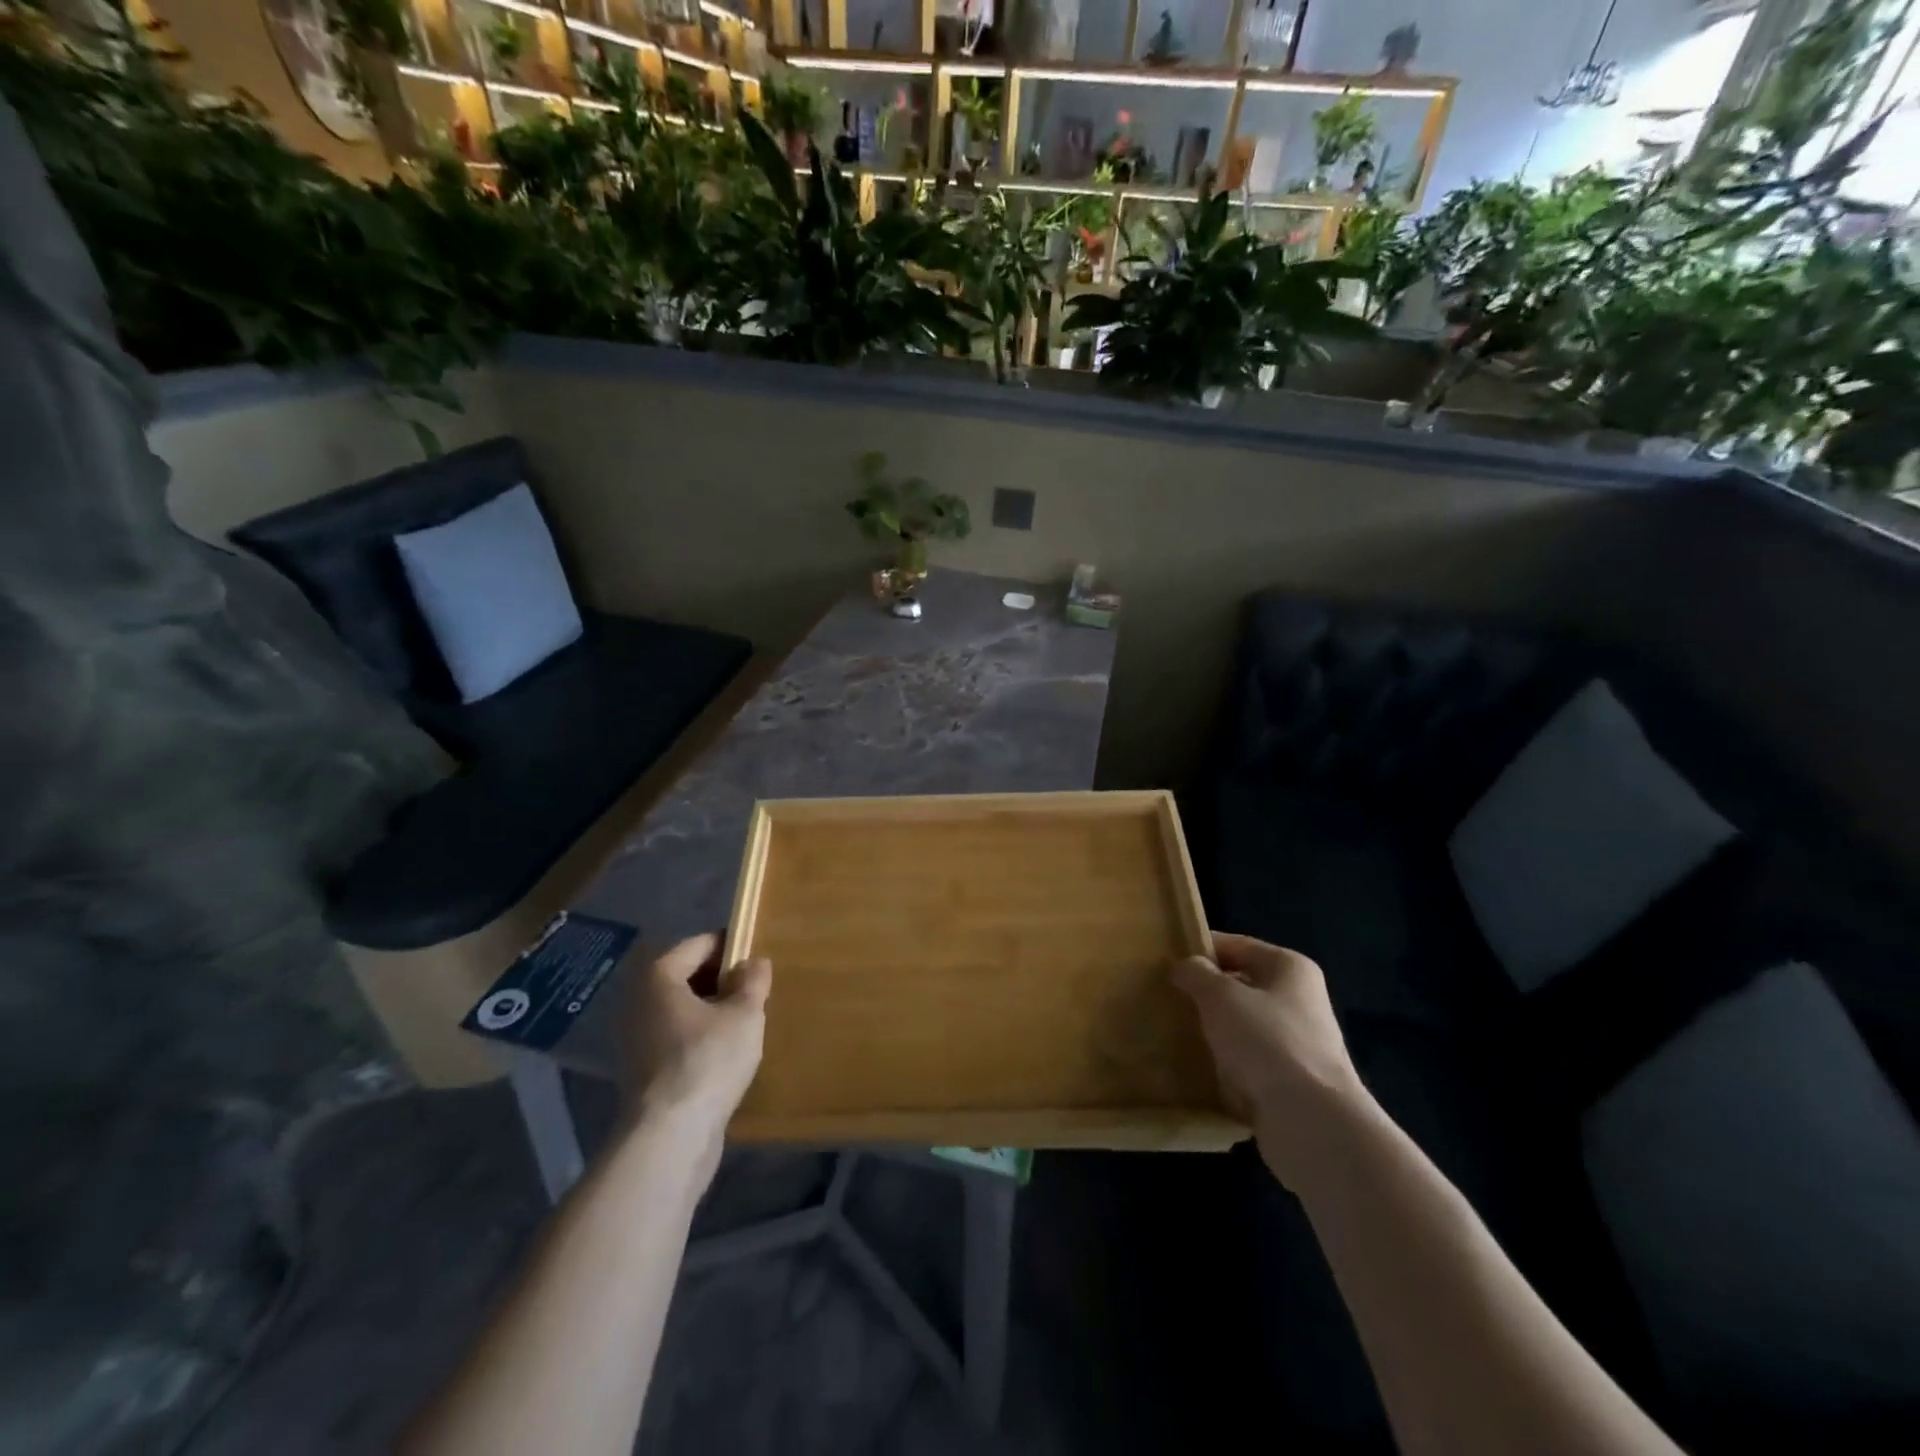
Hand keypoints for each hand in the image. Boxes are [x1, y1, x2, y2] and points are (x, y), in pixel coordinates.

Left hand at [622, 933, 770, 1152]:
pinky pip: (676, 1038)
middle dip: (722, 980)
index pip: (700, 944)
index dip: (732, 947)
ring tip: (746, 1022)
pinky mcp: (641, 1070)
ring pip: (682, 1010)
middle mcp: (639, 1000)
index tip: (759, 959)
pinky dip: (699, 1038)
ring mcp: (635, 1037)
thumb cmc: (708, 1060)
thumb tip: (754, 962)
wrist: (669, 1136)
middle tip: (756, 992)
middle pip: (687, 976)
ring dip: (712, 1011)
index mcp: (659, 975)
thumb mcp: (745, 1014)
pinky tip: (726, 1053)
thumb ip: (753, 981)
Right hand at [1172, 932, 1372, 1188]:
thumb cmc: (1267, 1041)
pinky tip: (1196, 1069)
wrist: (1312, 1123)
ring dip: (1212, 1031)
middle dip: (1204, 993)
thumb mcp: (1220, 996)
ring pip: (1241, 1027)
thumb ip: (1196, 974)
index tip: (1163, 961)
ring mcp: (1297, 1044)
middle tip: (1163, 998)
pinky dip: (1224, 1065)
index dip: (1199, 950)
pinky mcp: (1290, 1083)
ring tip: (1173, 1033)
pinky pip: (1247, 1063)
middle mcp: (1299, 1000)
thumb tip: (1184, 967)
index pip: (1236, 945)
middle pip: (1240, 986)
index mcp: (1289, 968)